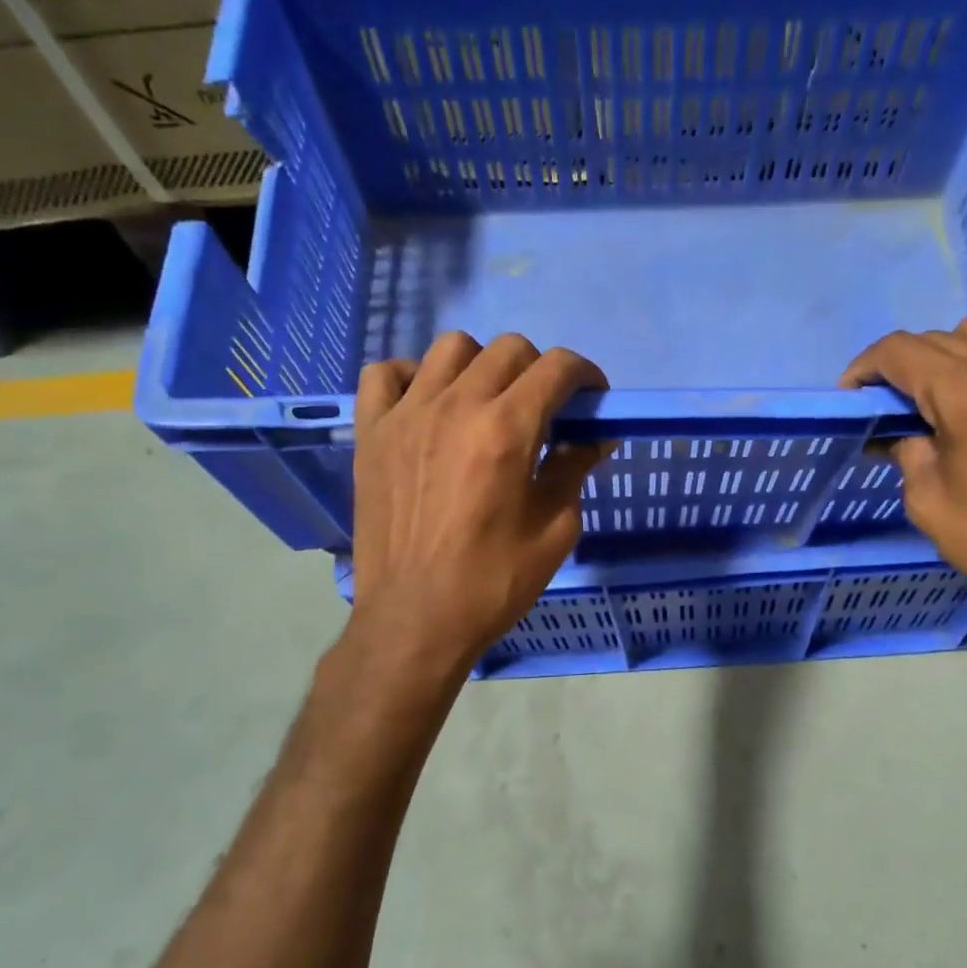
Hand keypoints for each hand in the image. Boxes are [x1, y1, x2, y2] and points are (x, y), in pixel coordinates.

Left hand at [349, 332, 607, 673]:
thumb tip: (594, 438)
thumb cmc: (493, 581)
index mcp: (507, 430)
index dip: (585, 374)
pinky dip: (412, 377)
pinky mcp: (371, 432)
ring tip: (486, 403)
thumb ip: (574, 470)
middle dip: (539, 370)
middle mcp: (456, 406)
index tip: (591, 399)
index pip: (556, 367)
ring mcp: (406, 414)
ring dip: (481, 365)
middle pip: (508, 348)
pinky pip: (385, 373)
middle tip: (544, 410)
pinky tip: (427, 406)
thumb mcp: (556, 530)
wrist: (415, 619)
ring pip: (450, 348)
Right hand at [841, 317, 966, 632]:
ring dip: (952, 355)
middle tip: (893, 409)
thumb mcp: (928, 501)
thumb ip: (908, 453)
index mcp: (966, 391)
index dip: (864, 368)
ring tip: (946, 395)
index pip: (899, 352)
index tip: (852, 395)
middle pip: (937, 340)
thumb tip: (902, 434)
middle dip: (904, 368)